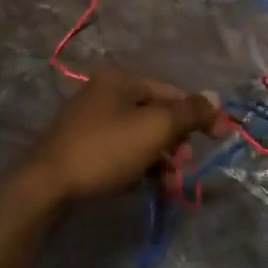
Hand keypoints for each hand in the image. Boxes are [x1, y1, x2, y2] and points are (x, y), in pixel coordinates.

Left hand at [9, 69, 225, 207]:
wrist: (45, 188)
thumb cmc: (105, 150)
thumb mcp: (155, 128)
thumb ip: (190, 112)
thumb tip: (216, 98)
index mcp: (121, 79)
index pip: (173, 92)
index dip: (200, 114)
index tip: (221, 139)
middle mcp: (105, 93)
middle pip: (157, 115)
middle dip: (177, 144)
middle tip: (183, 169)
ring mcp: (91, 121)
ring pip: (141, 137)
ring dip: (161, 160)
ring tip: (167, 187)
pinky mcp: (83, 148)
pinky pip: (123, 152)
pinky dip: (138, 167)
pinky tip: (144, 186)